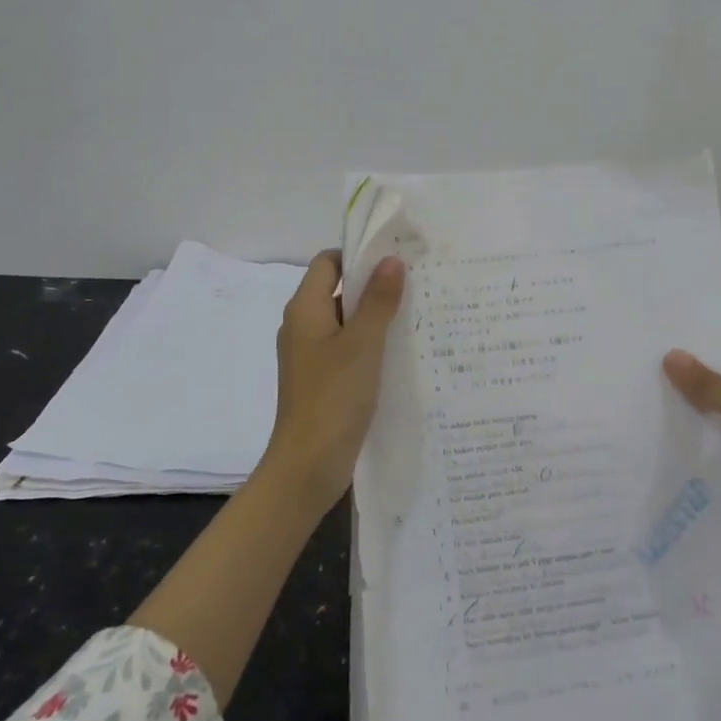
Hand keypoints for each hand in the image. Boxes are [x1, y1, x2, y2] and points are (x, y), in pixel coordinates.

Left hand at [264, 250, 405, 511]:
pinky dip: (371, 345)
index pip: (328, 262)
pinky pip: (348, 349)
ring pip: (346, 322)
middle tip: (417, 285)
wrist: (307, 465)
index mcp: (305, 310)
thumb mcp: (362, 344)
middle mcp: (303, 326)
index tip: (397, 258)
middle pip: (338, 290)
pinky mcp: (322, 380)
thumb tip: (391, 260)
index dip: (358, 255)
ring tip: (418, 315)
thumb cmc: (333, 398)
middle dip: (374, 285)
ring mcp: (311, 355)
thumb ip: (378, 301)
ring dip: (376, 317)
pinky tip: (401, 352)